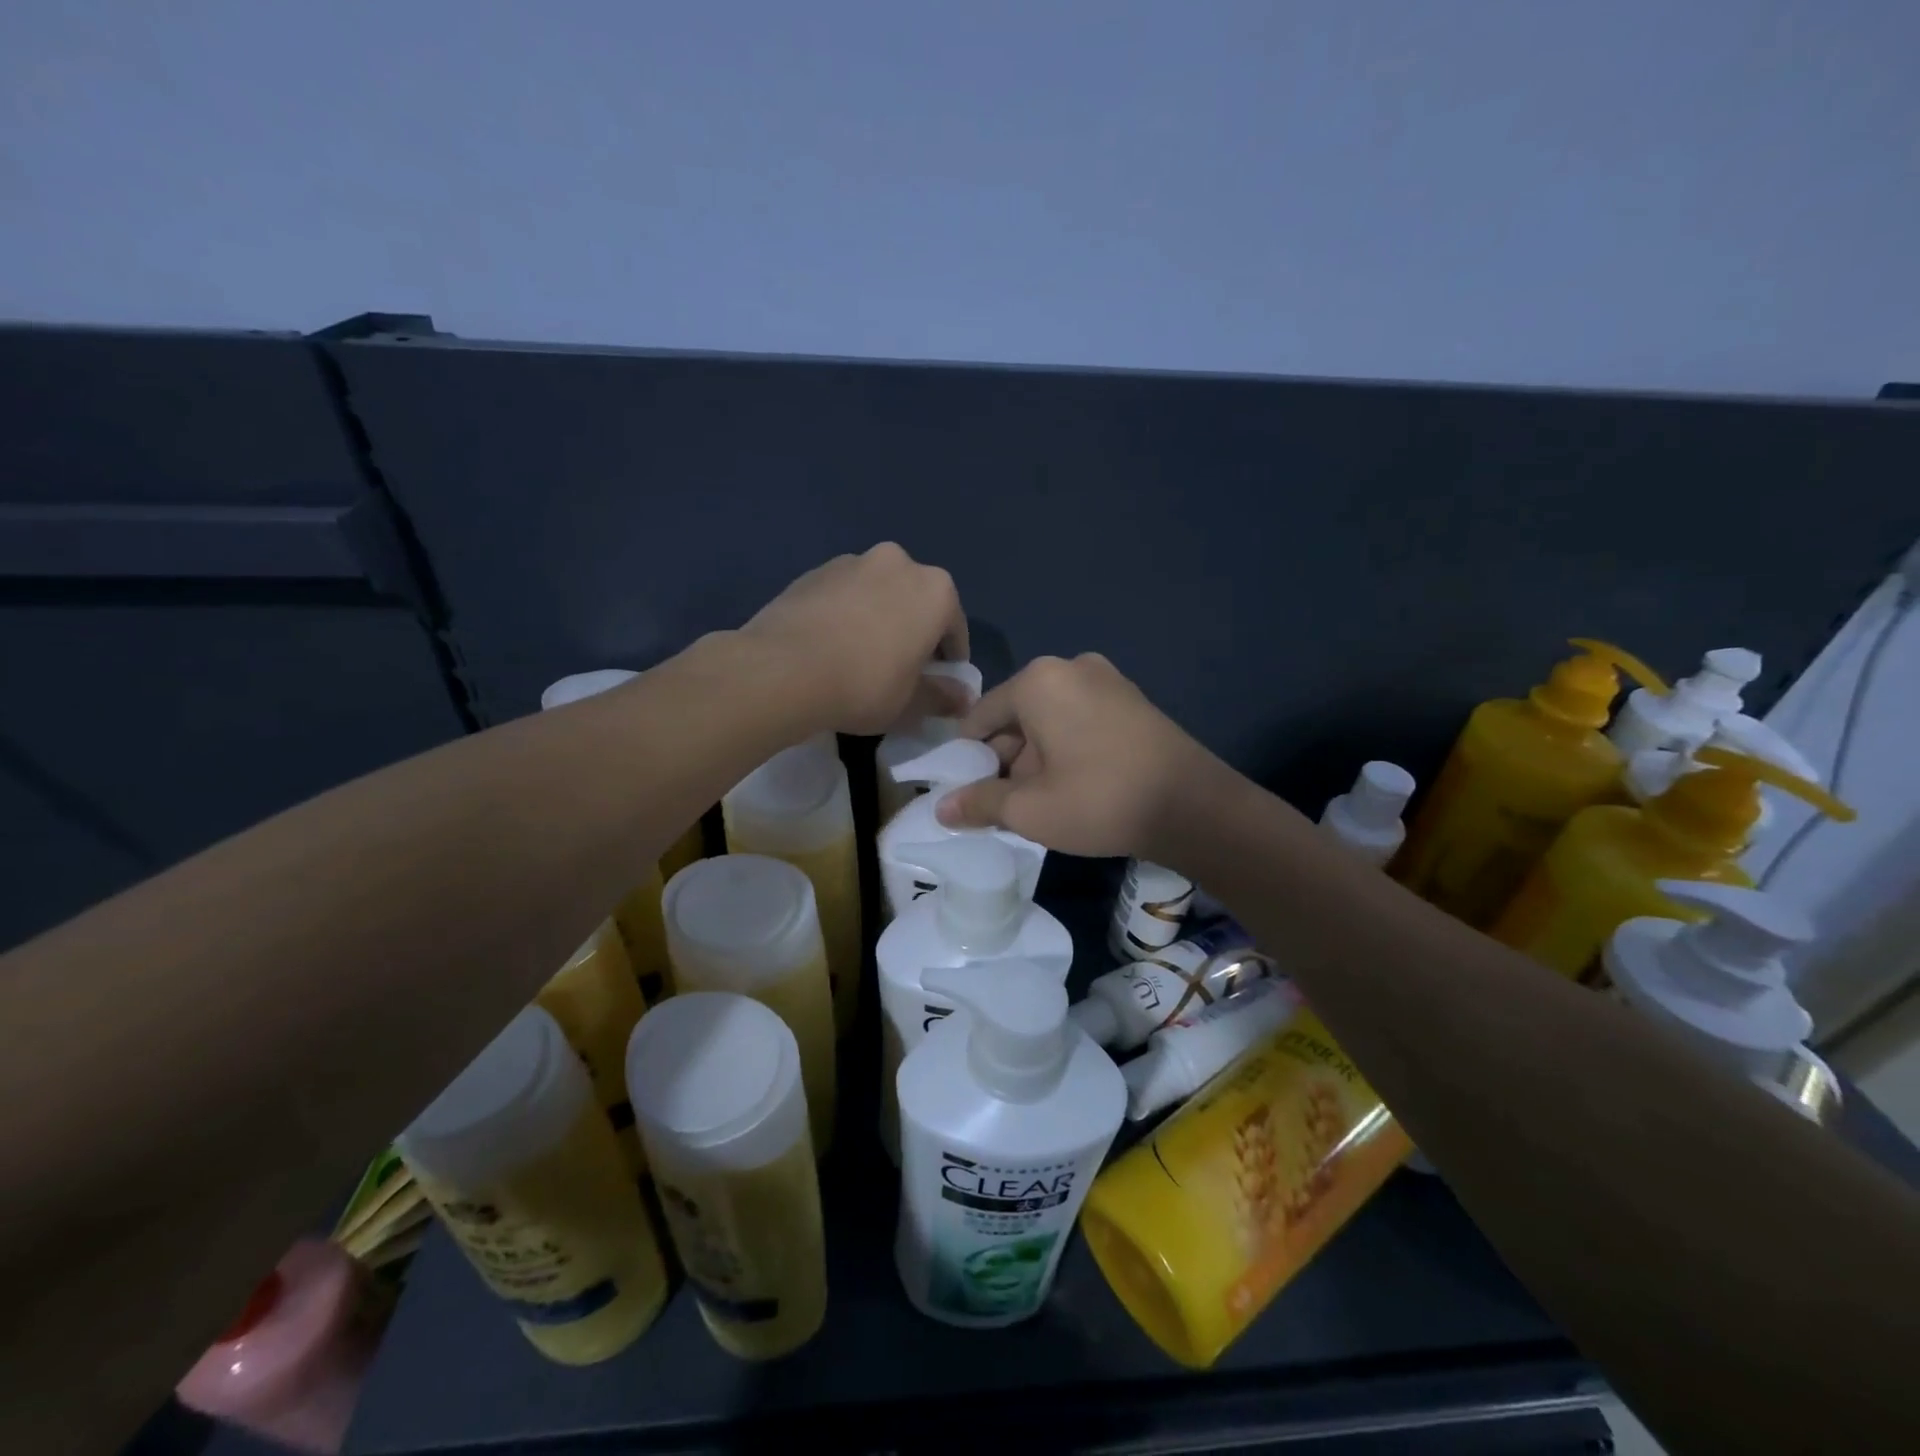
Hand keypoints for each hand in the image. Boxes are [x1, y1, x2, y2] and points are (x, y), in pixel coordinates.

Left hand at [740, 543, 969, 734]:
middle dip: (913, 631)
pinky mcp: (813, 572)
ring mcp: (852, 562)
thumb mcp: (910, 703)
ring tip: (859, 657)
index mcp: (935, 590)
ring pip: (878, 594)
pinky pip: (843, 596)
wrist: (782, 670)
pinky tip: (830, 647)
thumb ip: (941, 697)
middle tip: (900, 669)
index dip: (949, 660)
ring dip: (878, 618)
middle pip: (915, 602)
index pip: (954, 628)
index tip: (938, 683)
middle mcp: (898, 563)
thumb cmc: (864, 686)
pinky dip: (845, 615)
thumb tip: (963, 699)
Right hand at [935, 653, 1230, 858]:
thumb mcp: (1029, 809)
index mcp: (1038, 681)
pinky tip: (1074, 785)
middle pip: (1017, 716)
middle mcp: (1070, 667)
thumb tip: (941, 809)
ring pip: (1049, 719)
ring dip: (1036, 757)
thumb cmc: (1099, 800)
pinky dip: (1066, 748)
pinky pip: (1080, 719)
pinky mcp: (1132, 699)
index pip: (981, 717)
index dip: (967, 757)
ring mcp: (1107, 679)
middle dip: (1005, 759)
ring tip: (1041, 802)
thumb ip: (979, 803)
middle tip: (1005, 804)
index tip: (965, 791)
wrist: (1194, 806)